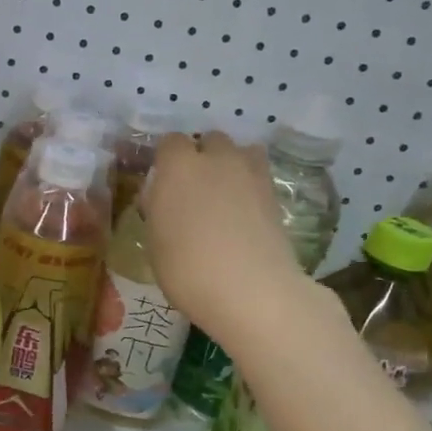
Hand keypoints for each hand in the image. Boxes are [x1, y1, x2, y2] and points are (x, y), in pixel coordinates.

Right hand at [141, 132, 307, 347]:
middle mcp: (216, 159)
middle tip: (194, 189)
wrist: (250, 290)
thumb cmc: (187, 269)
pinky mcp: (276, 195)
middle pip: (210, 140)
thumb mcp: (155, 243)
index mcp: (178, 167)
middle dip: (202, 156)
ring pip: (241, 152)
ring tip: (225, 195)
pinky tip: (244, 213)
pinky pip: (259, 176)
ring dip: (231, 165)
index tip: (162, 182)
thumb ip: (159, 211)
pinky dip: (251, 186)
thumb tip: (162, 200)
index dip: (166, 160)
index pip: (170, 142)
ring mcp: (251, 174)